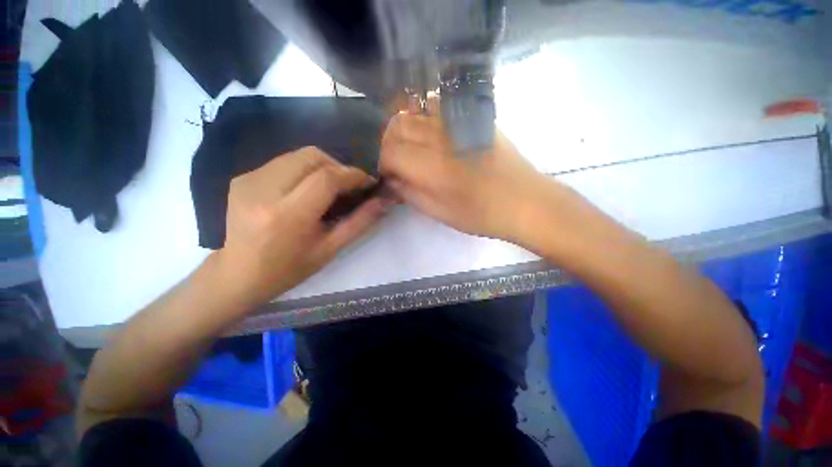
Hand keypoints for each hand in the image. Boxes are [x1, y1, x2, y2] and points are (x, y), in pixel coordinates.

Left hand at [216, 147, 392, 307]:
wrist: (237, 275)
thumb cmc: (289, 269)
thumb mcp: (330, 249)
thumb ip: (360, 222)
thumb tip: (383, 201)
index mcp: (288, 215)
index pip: (327, 178)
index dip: (353, 175)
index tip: (367, 182)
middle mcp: (264, 190)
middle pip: (312, 156)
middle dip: (338, 166)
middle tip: (348, 186)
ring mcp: (248, 180)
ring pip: (297, 155)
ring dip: (321, 167)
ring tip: (328, 188)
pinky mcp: (241, 178)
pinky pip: (283, 162)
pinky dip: (302, 170)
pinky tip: (304, 190)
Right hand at [379, 105, 566, 242]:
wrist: (523, 200)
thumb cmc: (479, 214)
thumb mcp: (438, 212)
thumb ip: (408, 193)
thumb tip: (391, 180)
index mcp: (429, 165)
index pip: (387, 152)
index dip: (382, 164)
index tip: (388, 176)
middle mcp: (438, 136)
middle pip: (395, 127)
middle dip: (388, 144)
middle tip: (396, 162)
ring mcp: (455, 121)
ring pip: (412, 111)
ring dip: (402, 129)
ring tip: (410, 147)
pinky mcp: (469, 116)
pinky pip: (435, 106)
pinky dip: (422, 115)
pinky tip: (428, 132)